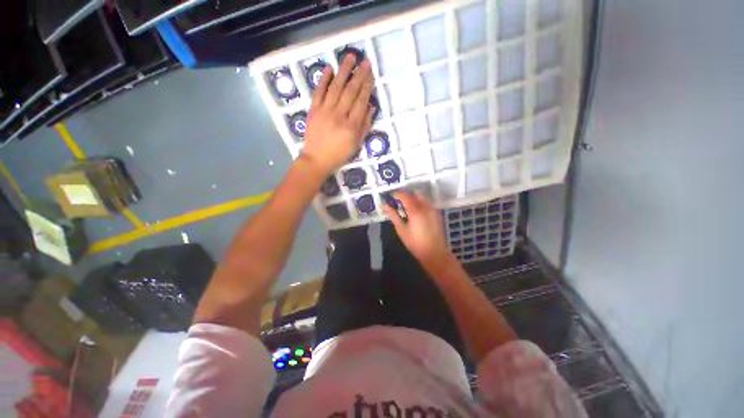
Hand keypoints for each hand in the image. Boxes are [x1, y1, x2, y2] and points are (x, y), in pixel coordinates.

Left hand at [301, 55, 375, 175]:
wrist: (317, 159)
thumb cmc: (339, 154)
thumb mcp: (357, 144)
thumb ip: (365, 126)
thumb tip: (371, 107)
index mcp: (352, 126)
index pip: (361, 101)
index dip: (367, 87)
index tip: (371, 74)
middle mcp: (339, 115)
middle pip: (350, 91)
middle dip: (359, 75)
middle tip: (365, 61)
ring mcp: (325, 111)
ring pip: (336, 87)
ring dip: (343, 71)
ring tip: (350, 57)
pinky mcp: (313, 110)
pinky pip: (319, 92)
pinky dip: (324, 80)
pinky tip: (329, 68)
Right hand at [383, 191, 454, 271]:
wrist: (435, 253)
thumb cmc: (415, 244)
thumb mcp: (401, 230)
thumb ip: (393, 216)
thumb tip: (385, 205)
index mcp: (416, 211)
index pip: (405, 196)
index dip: (397, 194)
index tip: (390, 195)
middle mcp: (426, 207)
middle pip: (414, 194)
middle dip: (404, 194)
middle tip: (396, 200)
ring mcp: (433, 209)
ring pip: (421, 196)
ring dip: (412, 197)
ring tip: (405, 205)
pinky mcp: (436, 213)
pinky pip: (426, 202)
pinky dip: (419, 201)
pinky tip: (414, 210)